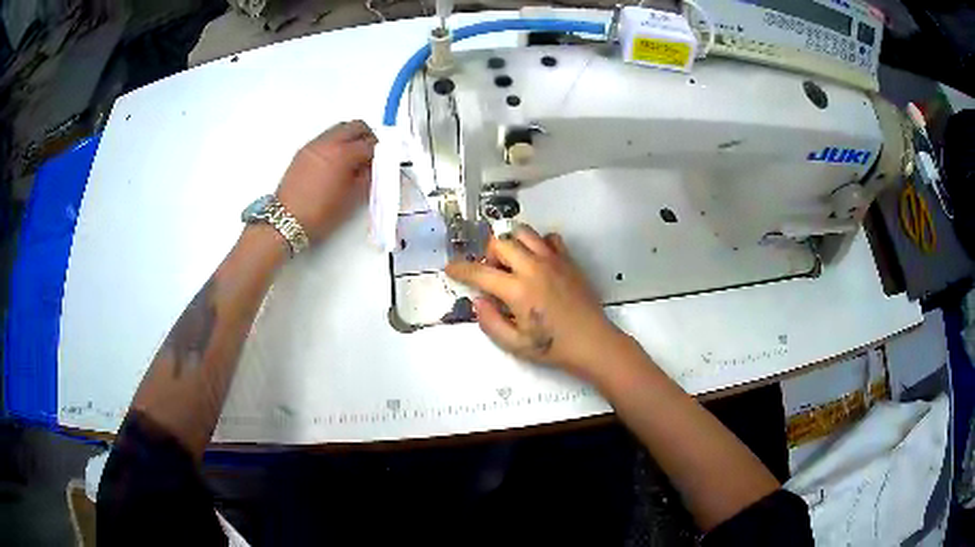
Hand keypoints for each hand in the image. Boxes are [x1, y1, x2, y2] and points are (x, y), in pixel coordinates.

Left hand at [276, 120, 377, 241]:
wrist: (286, 220)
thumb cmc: (320, 214)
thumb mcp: (351, 199)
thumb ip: (367, 178)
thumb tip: (373, 168)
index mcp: (343, 153)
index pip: (370, 144)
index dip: (380, 154)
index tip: (382, 164)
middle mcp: (328, 142)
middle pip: (355, 126)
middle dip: (367, 137)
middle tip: (371, 154)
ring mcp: (313, 145)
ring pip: (339, 129)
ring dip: (350, 138)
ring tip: (353, 159)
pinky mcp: (303, 151)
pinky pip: (325, 138)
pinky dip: (335, 143)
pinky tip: (336, 162)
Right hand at [445, 225, 626, 378]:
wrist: (592, 342)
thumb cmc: (552, 347)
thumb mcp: (514, 344)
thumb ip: (490, 322)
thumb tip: (478, 300)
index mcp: (518, 290)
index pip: (480, 272)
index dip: (460, 269)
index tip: (450, 269)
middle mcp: (533, 267)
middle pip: (500, 242)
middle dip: (488, 255)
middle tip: (492, 274)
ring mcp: (553, 260)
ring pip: (523, 232)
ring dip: (511, 243)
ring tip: (513, 264)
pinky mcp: (568, 260)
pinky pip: (549, 238)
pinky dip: (538, 244)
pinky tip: (538, 262)